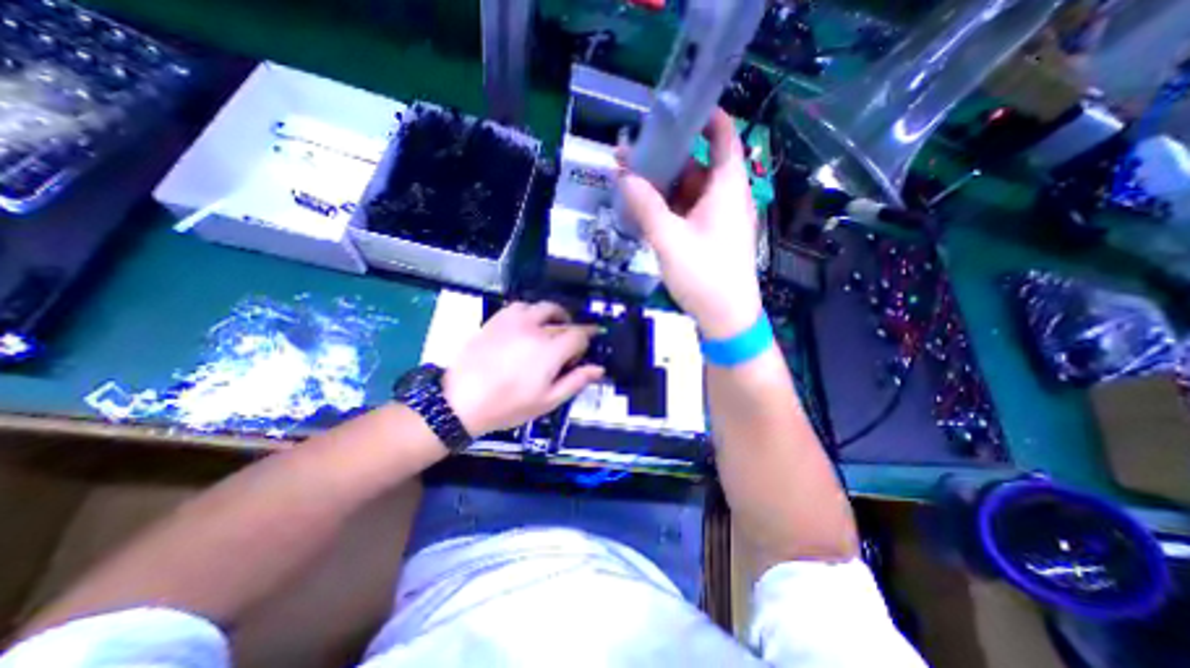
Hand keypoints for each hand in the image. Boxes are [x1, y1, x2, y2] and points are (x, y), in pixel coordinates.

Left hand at [440, 303, 603, 437]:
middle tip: (568, 348)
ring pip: (544, 308)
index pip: (580, 334)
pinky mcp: (498, 319)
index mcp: (550, 350)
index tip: (582, 352)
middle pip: (564, 322)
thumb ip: (576, 381)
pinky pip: (521, 306)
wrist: (460, 401)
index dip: (586, 341)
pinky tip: (528, 324)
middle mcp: (536, 329)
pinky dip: (531, 311)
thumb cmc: (507, 405)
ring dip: (554, 316)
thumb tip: (598, 369)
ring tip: (551, 330)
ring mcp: (515, 321)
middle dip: (572, 332)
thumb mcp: (547, 401)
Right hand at [623, 109, 761, 340]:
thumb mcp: (669, 239)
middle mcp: (727, 196)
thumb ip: (646, 206)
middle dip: (668, 156)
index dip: (704, 116)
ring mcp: (719, 217)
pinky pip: (689, 210)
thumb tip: (624, 175)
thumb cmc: (704, 275)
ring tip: (632, 179)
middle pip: (699, 163)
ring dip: (664, 184)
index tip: (674, 109)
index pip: (723, 135)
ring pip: (691, 189)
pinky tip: (646, 208)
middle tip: (634, 151)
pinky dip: (670, 206)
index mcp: (727, 187)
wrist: (726, 317)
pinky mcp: (711, 235)